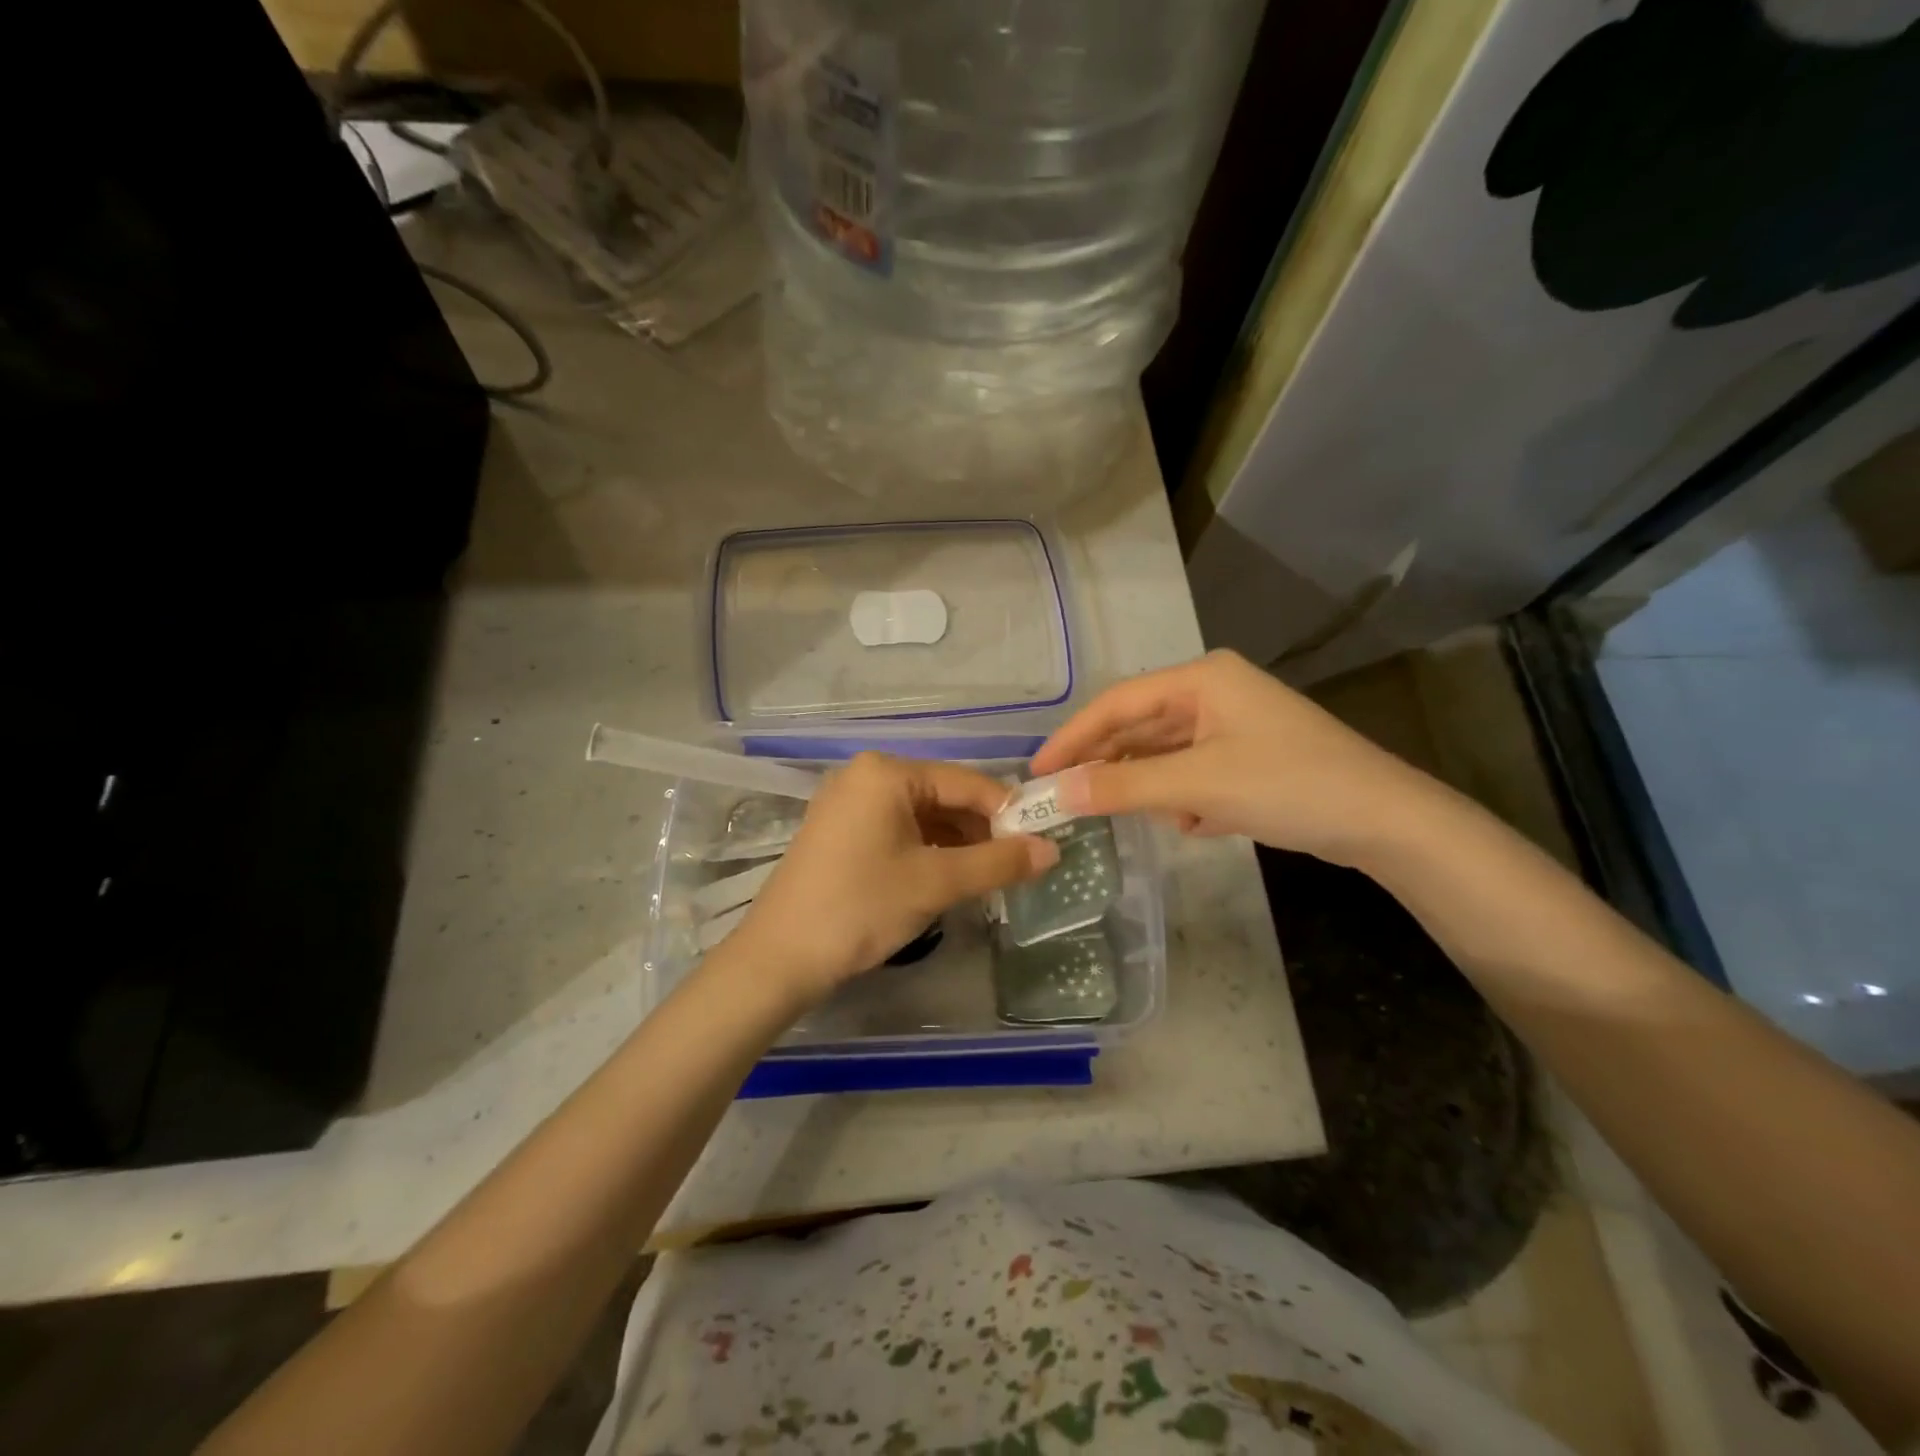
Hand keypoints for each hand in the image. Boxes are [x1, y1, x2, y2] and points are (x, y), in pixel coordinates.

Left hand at [727, 752, 1058, 1006]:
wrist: (779, 958)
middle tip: (1015, 867)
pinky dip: (927, 850)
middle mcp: (866, 775)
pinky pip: (898, 829)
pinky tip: (948, 877)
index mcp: (887, 772)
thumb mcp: (936, 883)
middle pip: (944, 796)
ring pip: (922, 815)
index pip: (966, 782)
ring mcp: (848, 802)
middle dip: (981, 830)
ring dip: (957, 844)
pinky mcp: (840, 830)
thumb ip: (998, 863)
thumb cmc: (861, 908)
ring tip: (986, 878)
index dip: (1008, 812)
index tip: (1041, 842)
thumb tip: (1052, 850)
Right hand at [1029, 649, 1445, 866]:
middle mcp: (1213, 692)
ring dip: (1152, 788)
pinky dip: (1186, 799)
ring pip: (1165, 755)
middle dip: (1110, 766)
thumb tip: (1057, 794)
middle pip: (1139, 728)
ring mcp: (1232, 725)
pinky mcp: (1247, 756)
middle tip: (1068, 801)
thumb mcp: (1197, 786)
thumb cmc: (1288, 784)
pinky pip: (1193, 772)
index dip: (1072, 738)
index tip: (1037, 772)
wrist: (1385, 821)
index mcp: (1201, 678)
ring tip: (1143, 817)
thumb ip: (1123, 788)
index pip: (1117, 703)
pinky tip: (1198, 824)